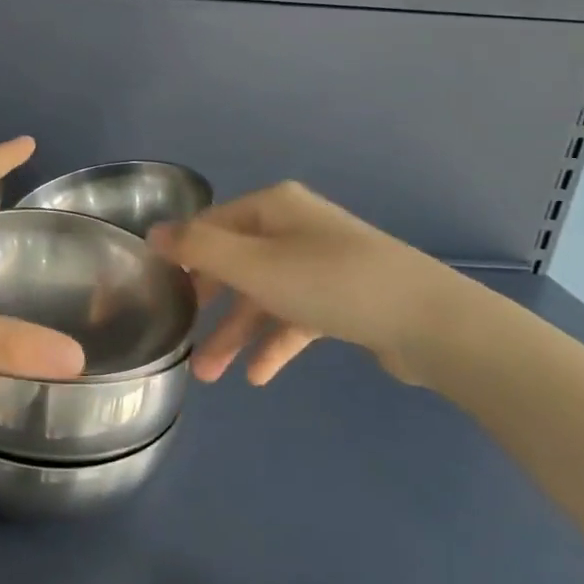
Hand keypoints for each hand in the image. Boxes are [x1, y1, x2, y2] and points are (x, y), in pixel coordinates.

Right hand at [149, 182, 455, 386]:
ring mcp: (320, 263)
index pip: (210, 225)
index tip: (157, 290)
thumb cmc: (330, 283)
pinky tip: (257, 376)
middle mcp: (294, 227)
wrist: (430, 322)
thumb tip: (154, 233)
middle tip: (180, 334)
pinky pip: (294, 316)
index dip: (182, 255)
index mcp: (273, 207)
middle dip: (208, 304)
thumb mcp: (253, 264)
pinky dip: (274, 343)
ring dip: (236, 333)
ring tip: (210, 376)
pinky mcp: (342, 298)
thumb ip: (198, 248)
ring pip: (263, 295)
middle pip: (235, 262)